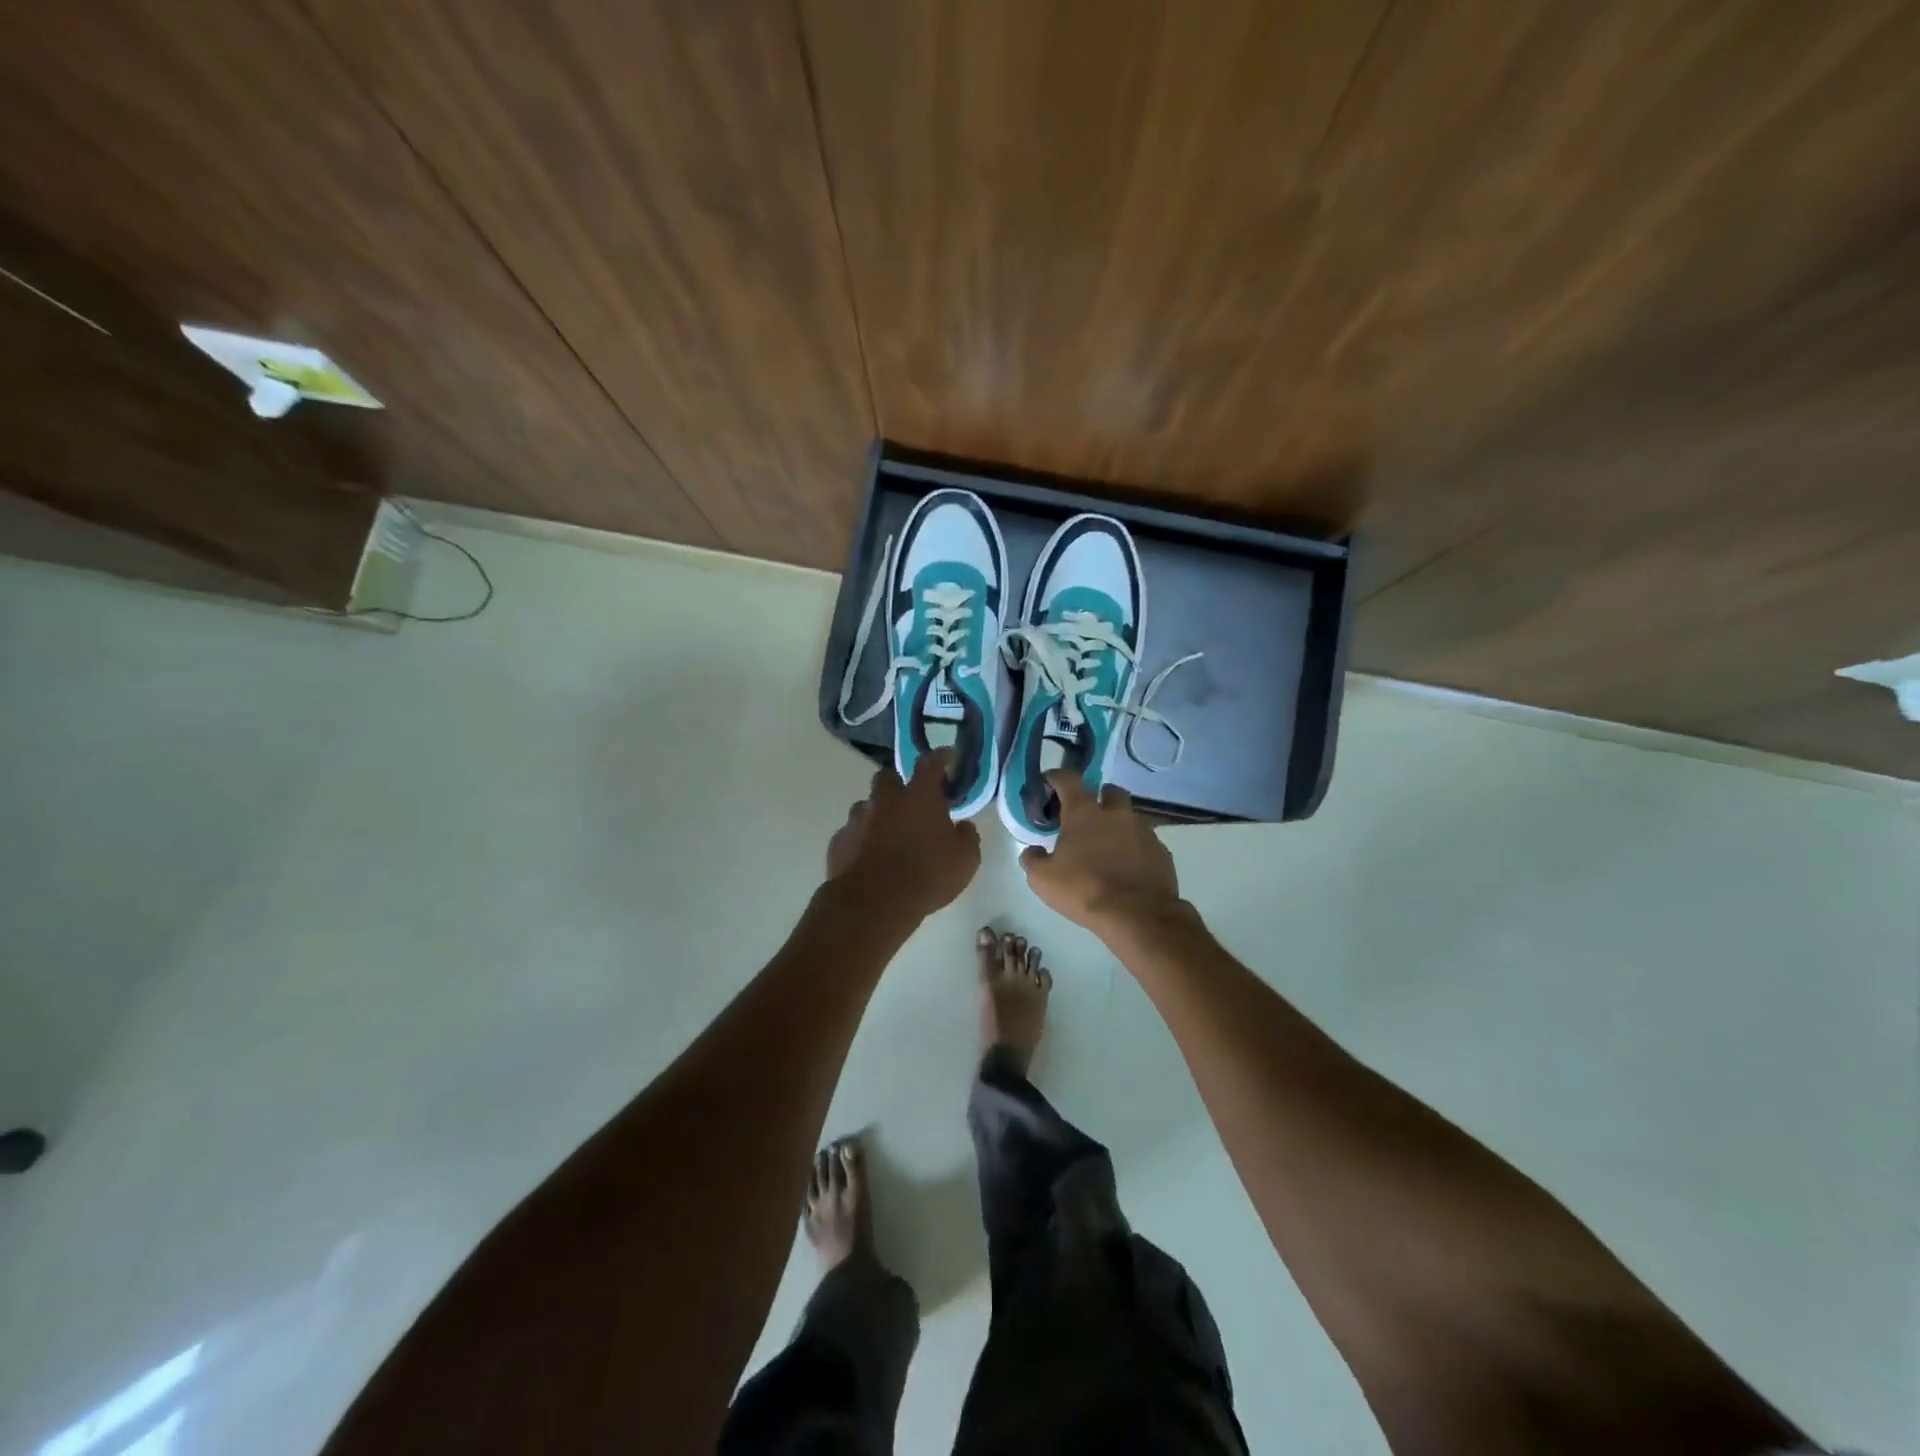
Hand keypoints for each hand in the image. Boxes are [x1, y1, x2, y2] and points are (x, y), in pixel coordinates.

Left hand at [826, 750, 979, 918]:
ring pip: (866, 805)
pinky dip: (861, 839)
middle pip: (887, 776)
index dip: (940, 757)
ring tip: (887, 834)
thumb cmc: (927, 875)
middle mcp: (885, 799)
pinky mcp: (839, 842)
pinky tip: (868, 857)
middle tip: (910, 800)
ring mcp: (857, 819)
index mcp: (919, 796)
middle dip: (898, 783)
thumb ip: (967, 836)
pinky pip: (851, 833)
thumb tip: (963, 826)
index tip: (946, 756)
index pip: (930, 764)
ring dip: (877, 813)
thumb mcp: (965, 859)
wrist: (874, 902)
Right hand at [1020, 770, 1184, 937]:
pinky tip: (1127, 867)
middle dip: (1098, 798)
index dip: (1056, 778)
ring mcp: (1143, 830)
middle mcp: (1116, 813)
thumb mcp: (1042, 879)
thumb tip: (1033, 851)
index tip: (1049, 784)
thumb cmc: (1084, 890)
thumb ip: (1033, 859)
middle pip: (1109, 791)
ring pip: (1129, 816)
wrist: (1137, 915)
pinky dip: (1135, 848)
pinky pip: (1145, 841)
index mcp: (1084, 813)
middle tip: (1087, 817)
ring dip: (1118, 825)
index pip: (1068, 779)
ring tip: (1108, 847)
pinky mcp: (1161, 851)